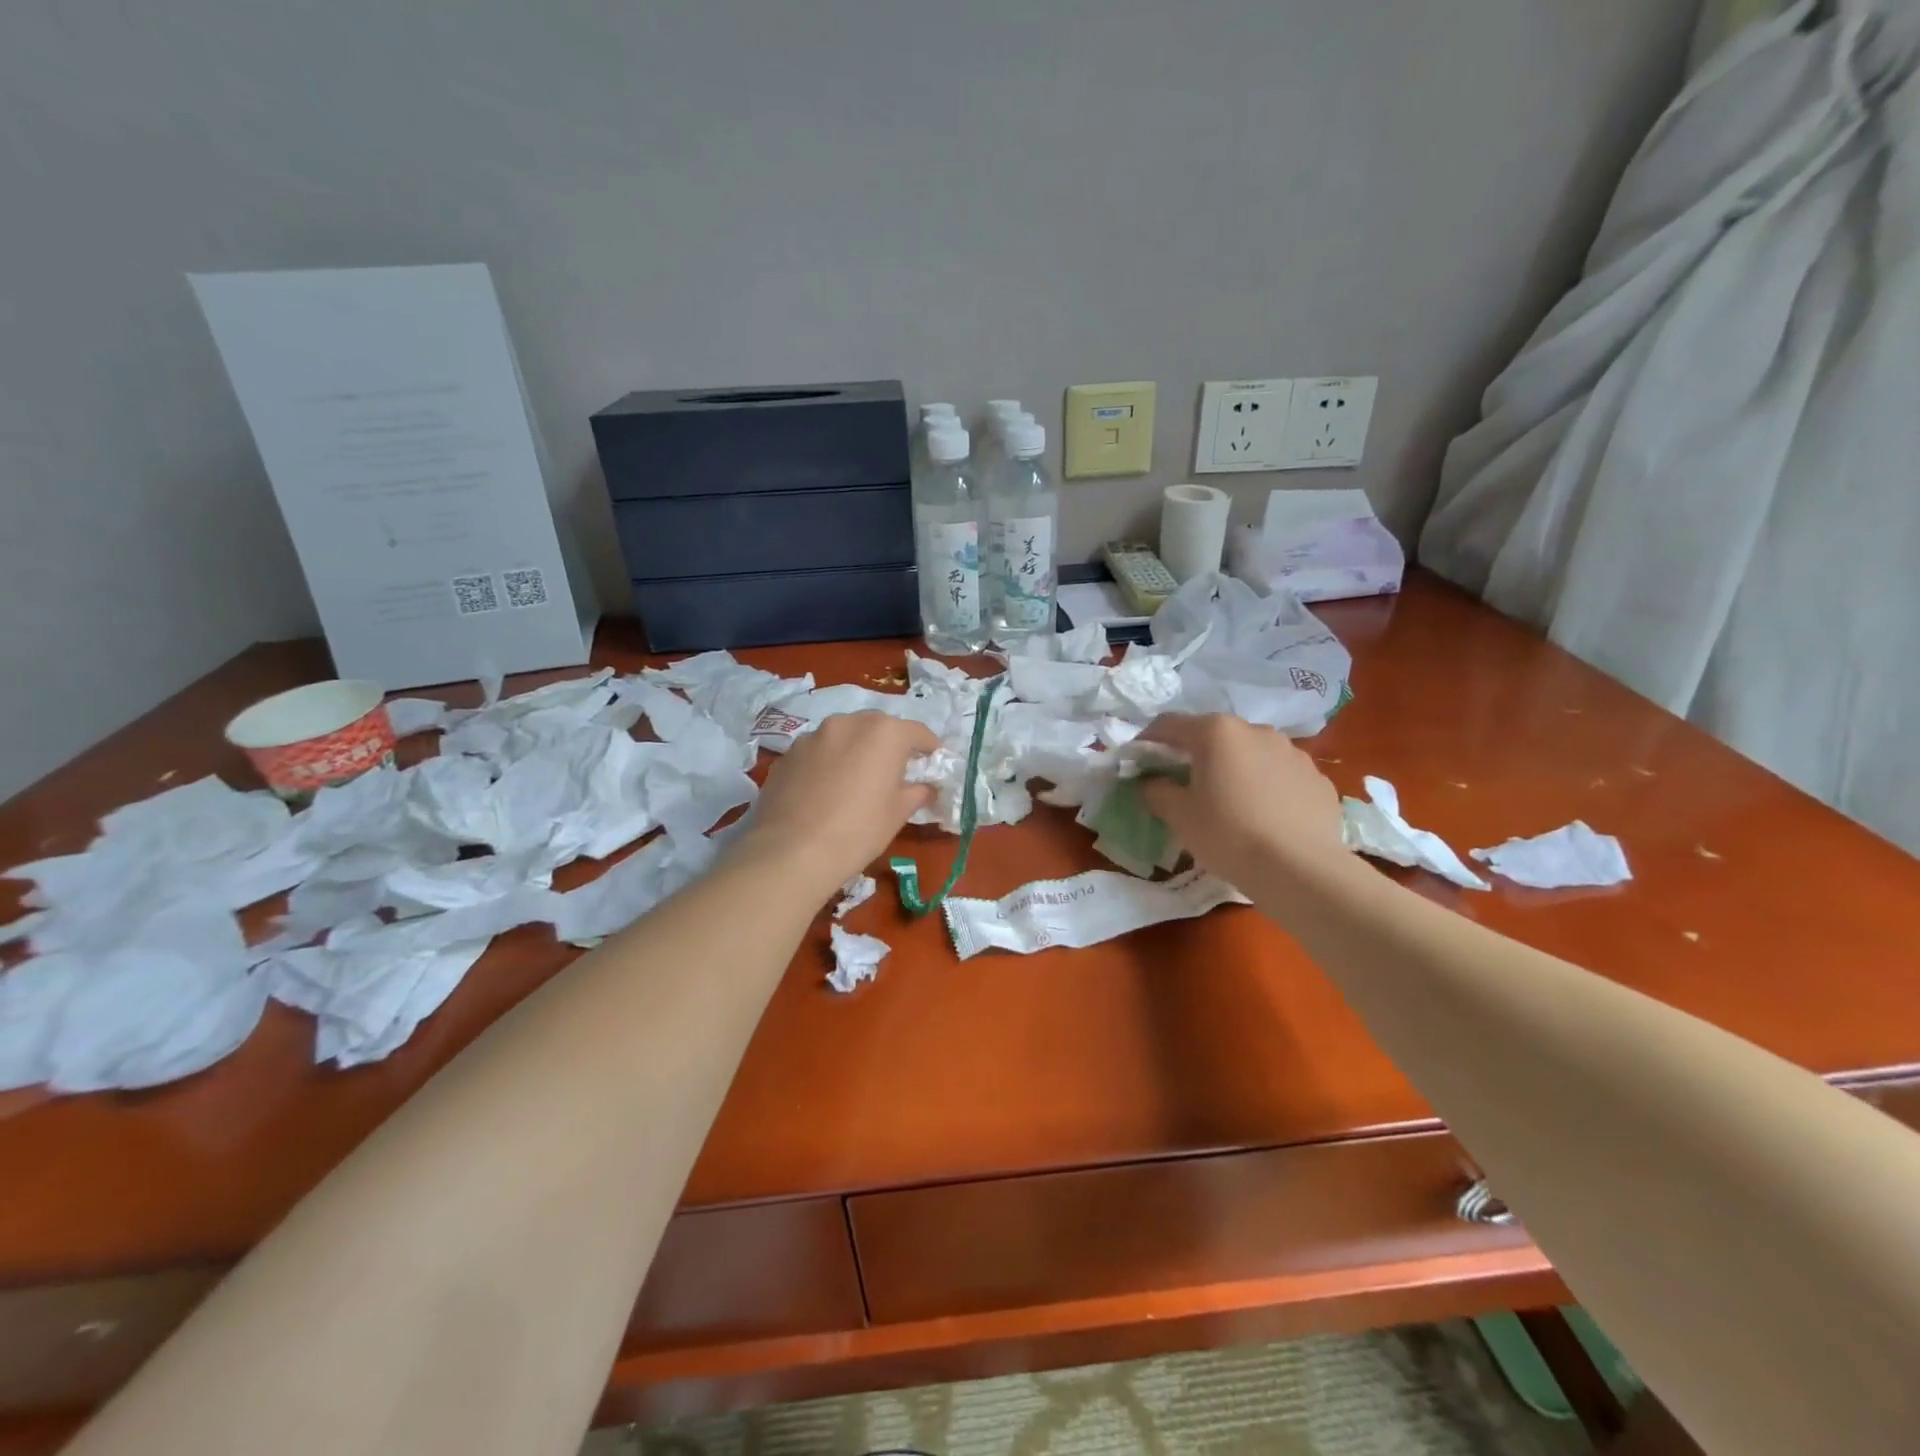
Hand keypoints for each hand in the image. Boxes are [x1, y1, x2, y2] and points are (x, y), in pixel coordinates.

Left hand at [738, 713, 939, 899]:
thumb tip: (925, 788)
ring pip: (844, 737)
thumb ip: (917, 792)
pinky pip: (818, 752)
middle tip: (894, 773)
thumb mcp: (898, 814)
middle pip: (878, 728)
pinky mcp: (788, 754)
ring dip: (855, 751)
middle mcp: (848, 722)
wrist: (791, 852)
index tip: (933, 763)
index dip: (929, 748)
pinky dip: (827, 763)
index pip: (918, 732)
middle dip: (889, 746)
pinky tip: (825, 792)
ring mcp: (813, 735)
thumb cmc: (859, 830)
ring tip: (855, 781)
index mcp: (884, 732)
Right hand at [1137, 714, 1345, 884]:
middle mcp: (1256, 730)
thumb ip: (1156, 790)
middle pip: (1214, 735)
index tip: (1138, 761)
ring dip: (1234, 768)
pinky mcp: (1317, 778)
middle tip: (1183, 783)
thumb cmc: (1228, 834)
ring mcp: (1293, 752)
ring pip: (1251, 753)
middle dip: (1194, 754)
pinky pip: (1280, 775)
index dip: (1149, 740)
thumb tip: (1152, 781)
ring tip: (1229, 801)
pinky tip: (1264, 816)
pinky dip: (1266, 787)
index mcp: (1217, 732)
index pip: (1170, 724)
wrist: (1300, 870)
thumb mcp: (1178, 815)